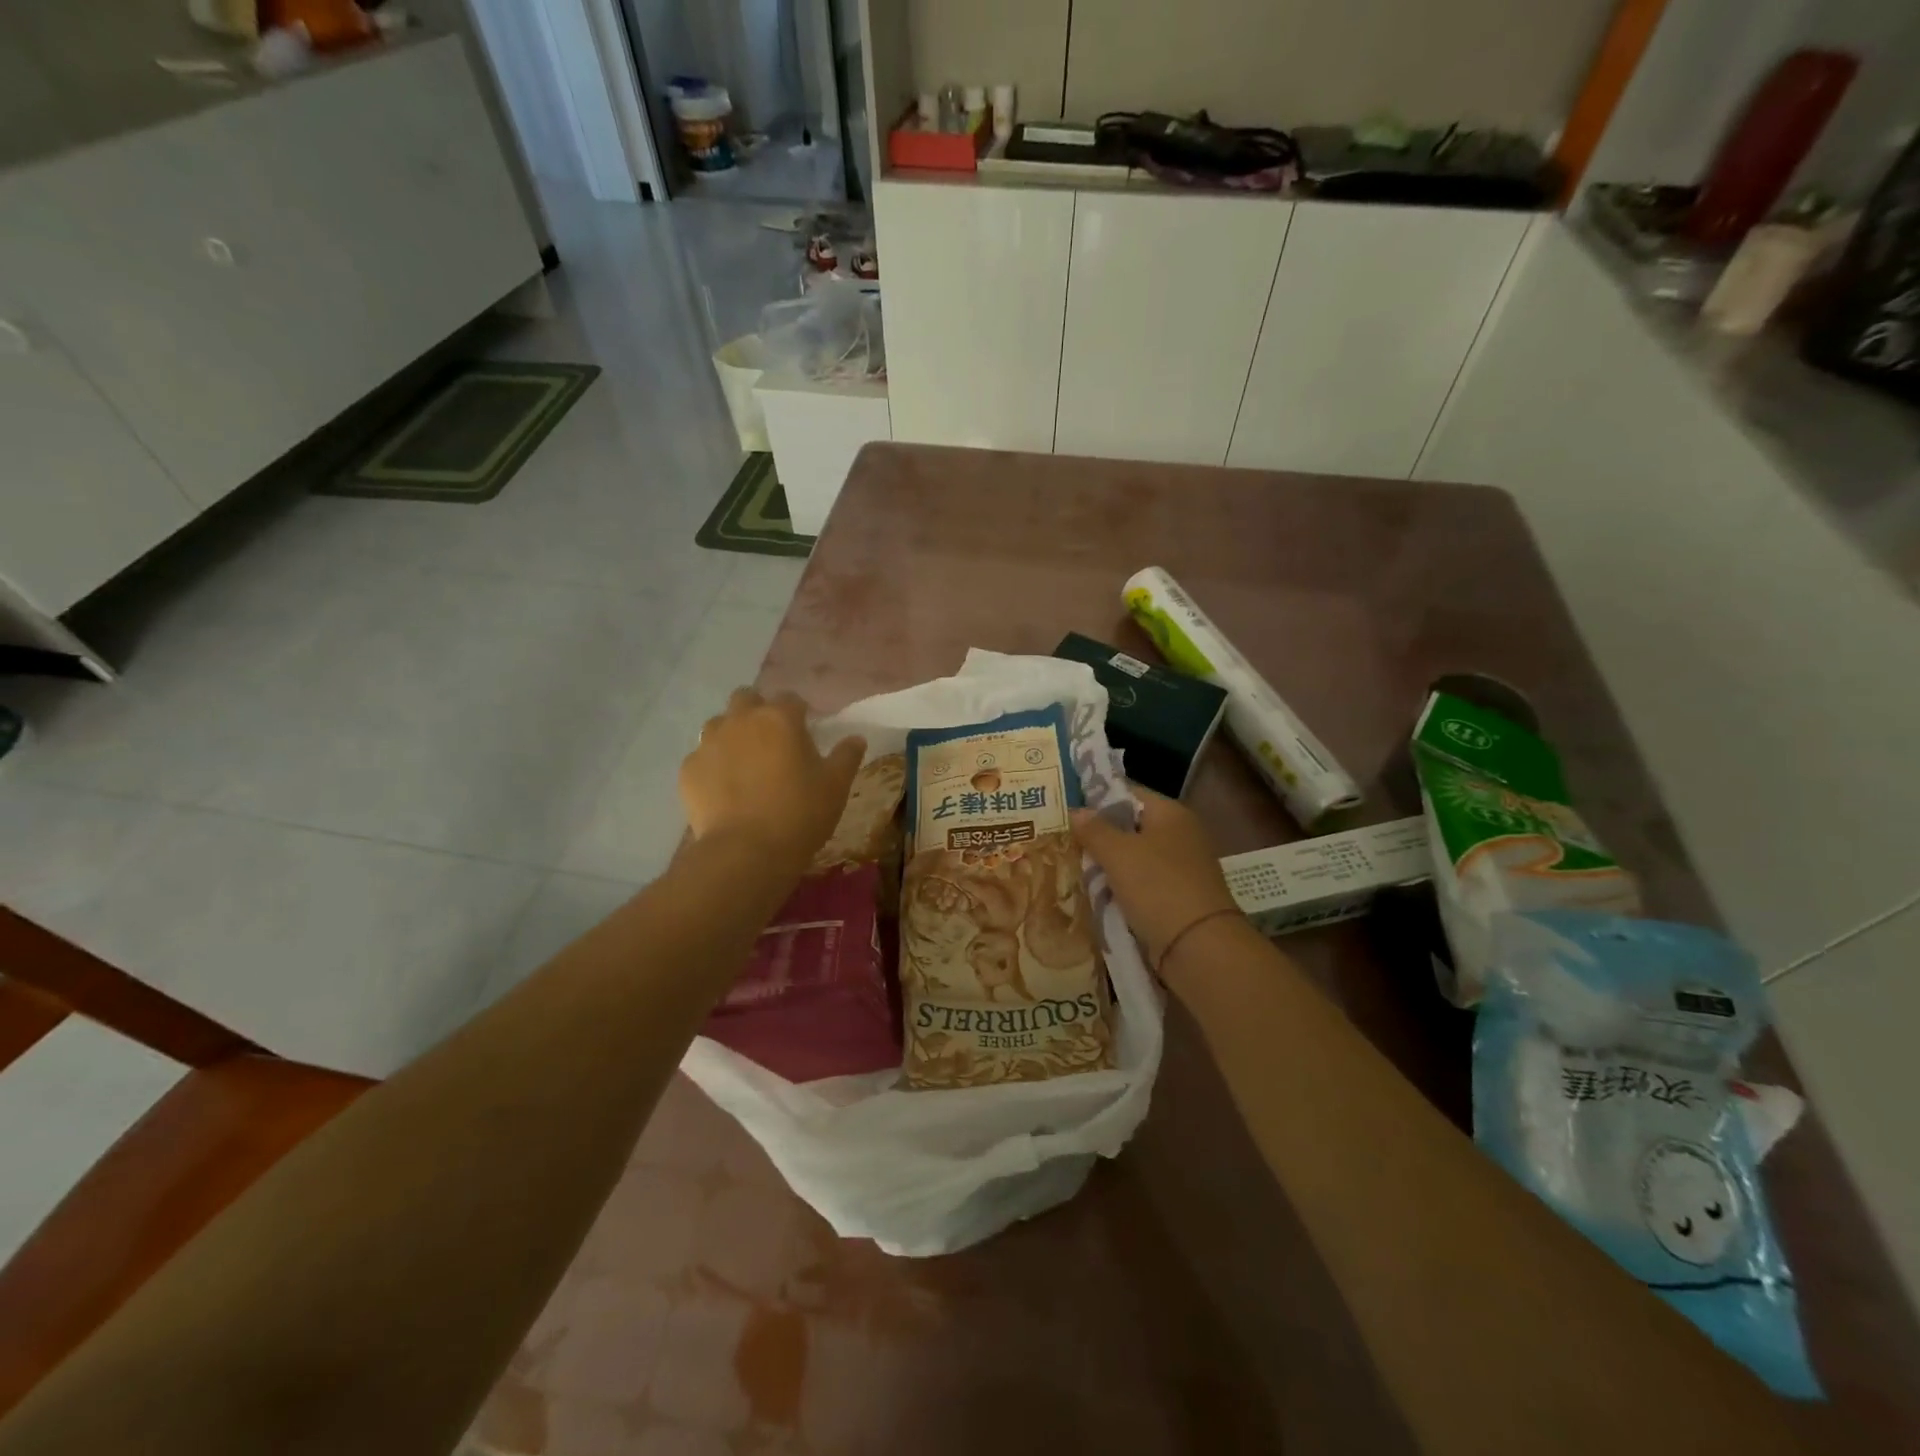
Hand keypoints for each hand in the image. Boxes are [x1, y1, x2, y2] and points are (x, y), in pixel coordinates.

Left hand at [680, 688, 865, 871]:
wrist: (745, 852)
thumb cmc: (799, 814)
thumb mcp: (836, 786)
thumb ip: (846, 756)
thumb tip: (856, 739)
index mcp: (779, 718)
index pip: (791, 699)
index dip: (800, 713)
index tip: (806, 733)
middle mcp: (741, 721)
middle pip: (746, 698)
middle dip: (758, 712)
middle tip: (772, 742)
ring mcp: (709, 743)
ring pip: (719, 724)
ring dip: (732, 734)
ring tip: (745, 764)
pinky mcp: (688, 770)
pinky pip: (702, 757)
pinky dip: (713, 766)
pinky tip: (724, 790)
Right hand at [1071, 787, 1240, 970]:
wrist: (1198, 948)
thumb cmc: (1157, 887)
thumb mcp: (1118, 853)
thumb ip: (1094, 829)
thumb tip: (1076, 811)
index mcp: (1170, 813)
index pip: (1126, 792)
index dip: (1095, 797)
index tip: (1065, 808)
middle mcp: (1179, 835)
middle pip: (1128, 826)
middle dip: (1097, 835)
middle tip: (1061, 840)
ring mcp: (1180, 868)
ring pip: (1132, 858)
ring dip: (1106, 865)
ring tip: (1070, 868)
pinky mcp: (1176, 897)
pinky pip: (1140, 884)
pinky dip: (1120, 888)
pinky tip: (1094, 895)